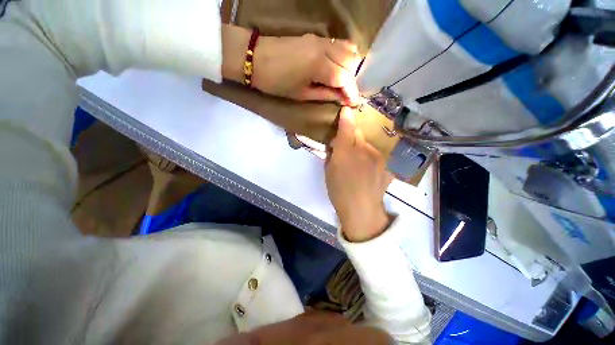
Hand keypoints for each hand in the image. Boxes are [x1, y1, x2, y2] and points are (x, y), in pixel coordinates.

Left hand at [253, 34, 360, 104]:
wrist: (255, 58)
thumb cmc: (276, 82)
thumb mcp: (301, 94)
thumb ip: (325, 94)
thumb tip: (341, 97)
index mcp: (320, 65)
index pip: (345, 78)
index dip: (352, 92)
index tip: (353, 104)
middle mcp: (324, 48)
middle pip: (350, 62)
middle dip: (352, 81)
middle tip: (346, 95)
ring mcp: (320, 39)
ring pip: (347, 50)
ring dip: (349, 68)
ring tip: (343, 83)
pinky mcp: (315, 37)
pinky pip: (338, 44)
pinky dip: (343, 56)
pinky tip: (338, 68)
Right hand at [325, 107, 393, 241]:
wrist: (361, 209)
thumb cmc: (339, 191)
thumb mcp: (328, 171)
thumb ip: (331, 153)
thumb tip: (335, 142)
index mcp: (345, 153)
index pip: (346, 128)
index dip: (346, 117)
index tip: (346, 109)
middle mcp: (363, 150)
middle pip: (359, 133)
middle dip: (353, 134)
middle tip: (347, 144)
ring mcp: (378, 156)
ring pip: (369, 143)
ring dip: (363, 146)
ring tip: (359, 161)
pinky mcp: (387, 164)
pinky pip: (377, 153)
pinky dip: (372, 156)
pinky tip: (369, 167)